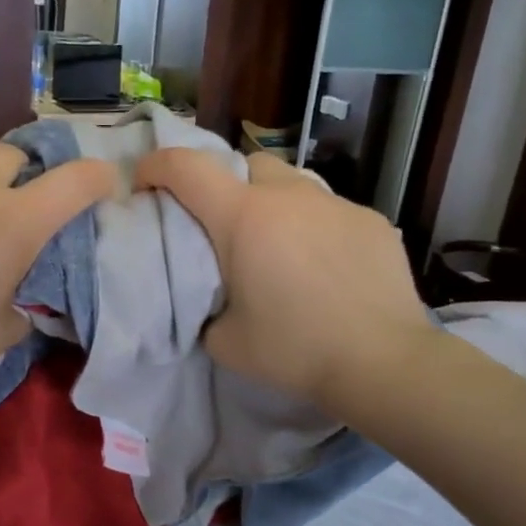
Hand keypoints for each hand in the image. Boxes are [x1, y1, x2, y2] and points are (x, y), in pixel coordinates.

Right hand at [135, 150, 437, 408]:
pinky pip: (329, 210)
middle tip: (224, 226)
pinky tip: (323, 266)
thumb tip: (209, 296)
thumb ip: (203, 306)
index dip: (157, 165)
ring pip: (292, 183)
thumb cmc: (293, 350)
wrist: (381, 361)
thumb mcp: (223, 340)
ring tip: (278, 246)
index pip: (187, 168)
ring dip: (273, 203)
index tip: (144, 182)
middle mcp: (288, 196)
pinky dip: (313, 227)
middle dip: (226, 184)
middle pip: (246, 164)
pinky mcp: (371, 221)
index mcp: (243, 218)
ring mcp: (335, 204)